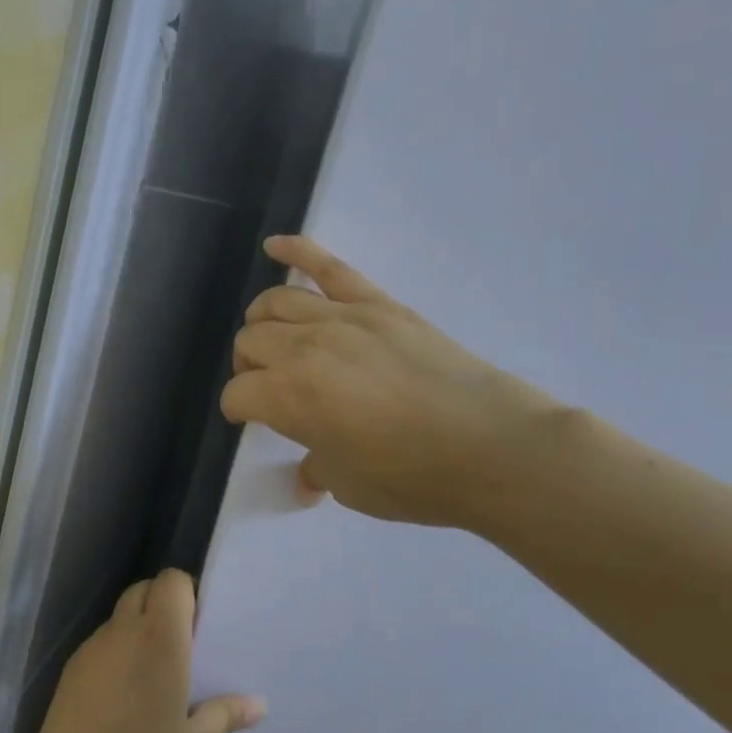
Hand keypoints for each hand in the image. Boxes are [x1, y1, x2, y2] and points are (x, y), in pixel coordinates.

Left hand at [11, 570, 264, 732]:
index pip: (170, 582)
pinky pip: (99, 648)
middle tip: (183, 652)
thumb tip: (258, 704)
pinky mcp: (67, 675)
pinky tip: (123, 701)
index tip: (200, 629)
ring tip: (154, 680)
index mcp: (159, 641)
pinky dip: (116, 656)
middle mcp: (121, 634)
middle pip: (142, 592)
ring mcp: (89, 653)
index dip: (186, 595)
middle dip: (163, 607)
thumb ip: (223, 715)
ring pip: (118, 620)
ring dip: (138, 632)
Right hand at [220, 236, 561, 531]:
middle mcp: (304, 349)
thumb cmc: (413, 478)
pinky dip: (298, 251)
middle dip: (249, 367)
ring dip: (262, 321)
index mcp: (288, 397)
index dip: (238, 411)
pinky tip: (275, 246)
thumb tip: (307, 477)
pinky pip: (330, 267)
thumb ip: (317, 469)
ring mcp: (344, 319)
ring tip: (273, 340)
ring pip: (277, 302)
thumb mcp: (349, 486)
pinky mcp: (379, 305)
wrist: (493, 447)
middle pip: (250, 342)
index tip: (251, 422)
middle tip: (268, 388)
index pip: (238, 394)